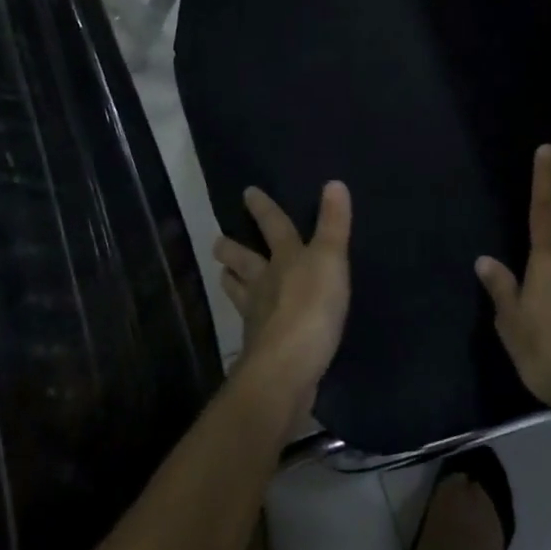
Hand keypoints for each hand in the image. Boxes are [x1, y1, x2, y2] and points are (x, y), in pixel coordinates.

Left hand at [214, 182, 351, 411]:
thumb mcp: (330, 259)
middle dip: (231, 250)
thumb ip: (333, 224)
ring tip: (223, 276)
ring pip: (240, 293)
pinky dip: (248, 320)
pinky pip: (251, 326)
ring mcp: (258, 317)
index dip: (263, 208)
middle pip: (244, 261)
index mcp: (284, 259)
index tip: (247, 192)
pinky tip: (249, 324)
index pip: (273, 226)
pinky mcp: (261, 348)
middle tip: (217, 243)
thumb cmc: (311, 307)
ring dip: (232, 282)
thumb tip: (334, 182)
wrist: (287, 367)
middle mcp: (265, 283)